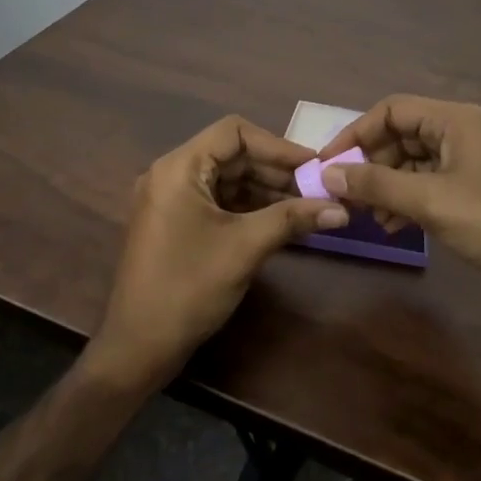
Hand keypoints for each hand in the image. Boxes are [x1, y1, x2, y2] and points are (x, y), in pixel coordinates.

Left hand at [84, 116, 347, 395]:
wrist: (138, 347)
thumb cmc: (188, 288)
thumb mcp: (245, 248)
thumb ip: (292, 219)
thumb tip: (342, 208)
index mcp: (179, 168)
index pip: (234, 132)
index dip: (277, 145)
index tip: (313, 165)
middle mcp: (171, 173)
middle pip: (231, 154)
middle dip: (275, 170)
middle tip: (316, 188)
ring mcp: (171, 198)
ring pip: (227, 178)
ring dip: (265, 189)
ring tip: (306, 205)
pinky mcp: (175, 221)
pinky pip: (217, 200)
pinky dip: (248, 206)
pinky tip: (280, 220)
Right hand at [316, 96, 480, 301]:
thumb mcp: (431, 201)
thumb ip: (377, 185)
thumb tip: (327, 174)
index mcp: (454, 121)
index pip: (392, 110)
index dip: (356, 133)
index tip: (328, 164)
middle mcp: (462, 133)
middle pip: (402, 135)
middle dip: (370, 163)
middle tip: (344, 194)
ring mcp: (471, 163)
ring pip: (414, 163)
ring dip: (387, 185)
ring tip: (367, 216)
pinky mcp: (477, 192)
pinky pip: (430, 185)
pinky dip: (408, 201)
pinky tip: (395, 227)